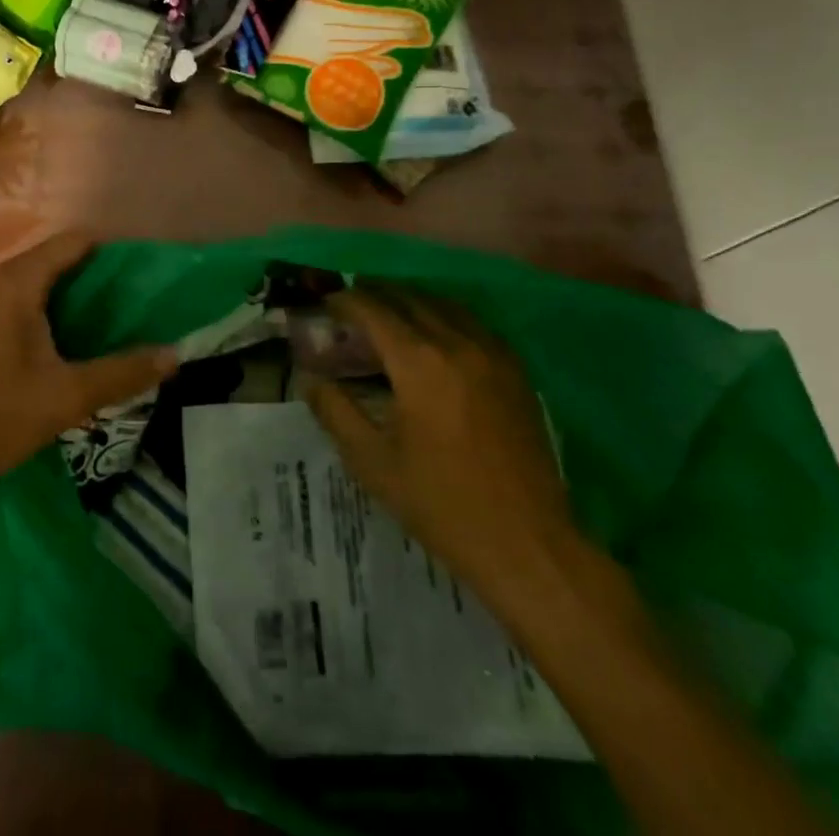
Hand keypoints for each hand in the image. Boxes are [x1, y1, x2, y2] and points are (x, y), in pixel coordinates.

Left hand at [0, 230, 176, 513]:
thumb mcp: (64, 399)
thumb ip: (122, 373)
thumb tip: (174, 355)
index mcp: (14, 283)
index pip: (73, 242)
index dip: (112, 252)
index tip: (144, 276)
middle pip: (53, 261)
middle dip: (94, 280)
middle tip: (132, 309)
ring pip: (32, 285)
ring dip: (68, 300)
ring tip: (103, 330)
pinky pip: (12, 304)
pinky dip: (42, 314)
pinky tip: (57, 350)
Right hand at [306, 287, 580, 614]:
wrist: (528, 544)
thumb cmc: (442, 505)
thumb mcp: (373, 463)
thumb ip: (336, 413)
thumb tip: (311, 380)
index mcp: (419, 363)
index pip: (374, 310)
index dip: (345, 301)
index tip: (326, 303)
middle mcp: (457, 344)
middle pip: (409, 299)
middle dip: (376, 294)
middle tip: (352, 305)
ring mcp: (493, 355)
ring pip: (445, 305)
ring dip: (411, 301)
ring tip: (390, 313)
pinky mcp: (516, 372)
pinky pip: (474, 324)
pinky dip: (446, 317)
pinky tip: (437, 336)